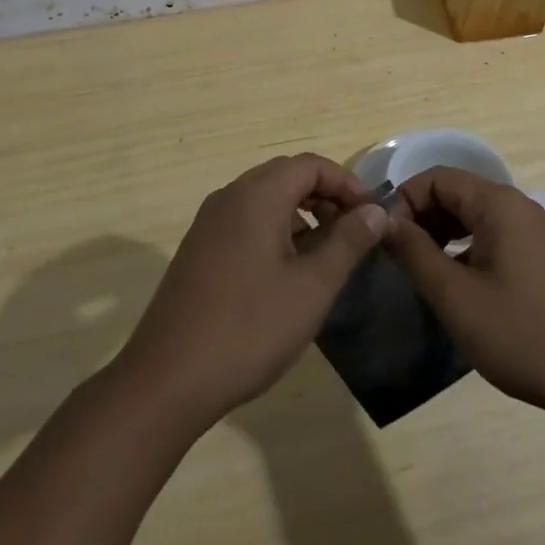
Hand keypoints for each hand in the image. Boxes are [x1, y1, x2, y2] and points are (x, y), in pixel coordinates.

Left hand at [116, 153, 388, 426]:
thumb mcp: (311, 287)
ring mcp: (209, 222)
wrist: (167, 379)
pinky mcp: (199, 248)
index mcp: (257, 195)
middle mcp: (230, 196)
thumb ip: (347, 242)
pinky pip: (246, 221)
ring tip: (327, 255)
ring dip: (301, 214)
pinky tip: (288, 273)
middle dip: (326, 196)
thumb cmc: (249, 328)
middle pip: (287, 175)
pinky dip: (276, 230)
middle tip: (354, 232)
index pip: (311, 165)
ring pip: (265, 199)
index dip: (347, 184)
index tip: (372, 216)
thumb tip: (376, 210)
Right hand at [385, 167, 544, 420]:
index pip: (437, 177)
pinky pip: (491, 235)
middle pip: (455, 192)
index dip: (404, 200)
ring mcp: (533, 231)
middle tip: (397, 258)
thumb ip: (415, 253)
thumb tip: (384, 222)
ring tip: (421, 271)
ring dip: (440, 234)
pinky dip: (464, 248)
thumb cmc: (523, 334)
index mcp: (498, 204)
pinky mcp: (540, 257)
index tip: (384, 239)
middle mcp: (517, 206)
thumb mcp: (456, 296)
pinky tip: (455, 284)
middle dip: (420, 217)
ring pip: (472, 216)